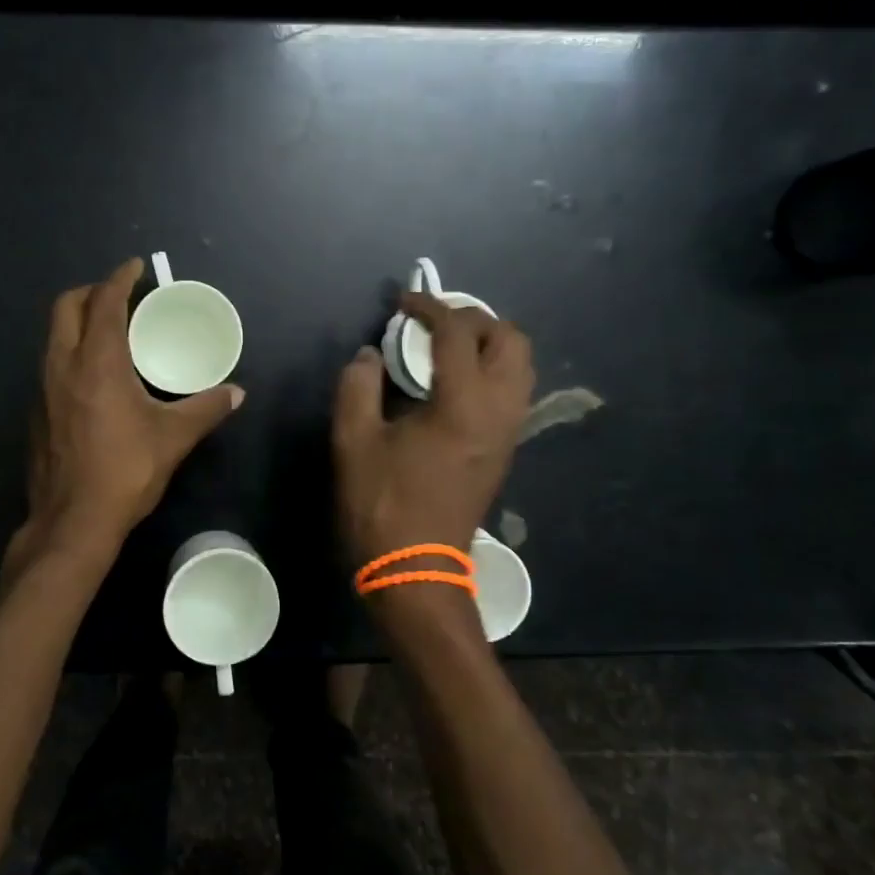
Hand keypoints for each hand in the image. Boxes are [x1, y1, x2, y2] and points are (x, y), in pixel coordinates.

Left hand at [18, 257, 243, 557]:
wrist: (72, 521)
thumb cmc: (125, 471)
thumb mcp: (173, 437)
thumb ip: (206, 409)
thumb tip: (237, 393)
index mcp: (97, 362)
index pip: (105, 301)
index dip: (120, 278)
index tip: (136, 268)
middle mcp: (63, 365)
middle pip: (66, 306)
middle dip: (92, 291)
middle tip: (120, 296)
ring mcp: (43, 388)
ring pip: (54, 335)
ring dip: (78, 321)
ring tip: (109, 331)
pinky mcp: (36, 411)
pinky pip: (51, 363)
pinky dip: (70, 351)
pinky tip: (92, 377)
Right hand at [333, 293, 534, 562]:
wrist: (416, 571)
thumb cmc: (382, 504)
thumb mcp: (354, 441)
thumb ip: (358, 386)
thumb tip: (369, 356)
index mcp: (463, 404)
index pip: (458, 333)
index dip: (430, 307)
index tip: (403, 303)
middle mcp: (499, 412)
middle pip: (511, 341)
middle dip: (475, 319)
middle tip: (434, 323)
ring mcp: (508, 434)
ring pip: (520, 367)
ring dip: (489, 344)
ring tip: (446, 348)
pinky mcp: (504, 451)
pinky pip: (513, 392)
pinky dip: (491, 370)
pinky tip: (452, 382)